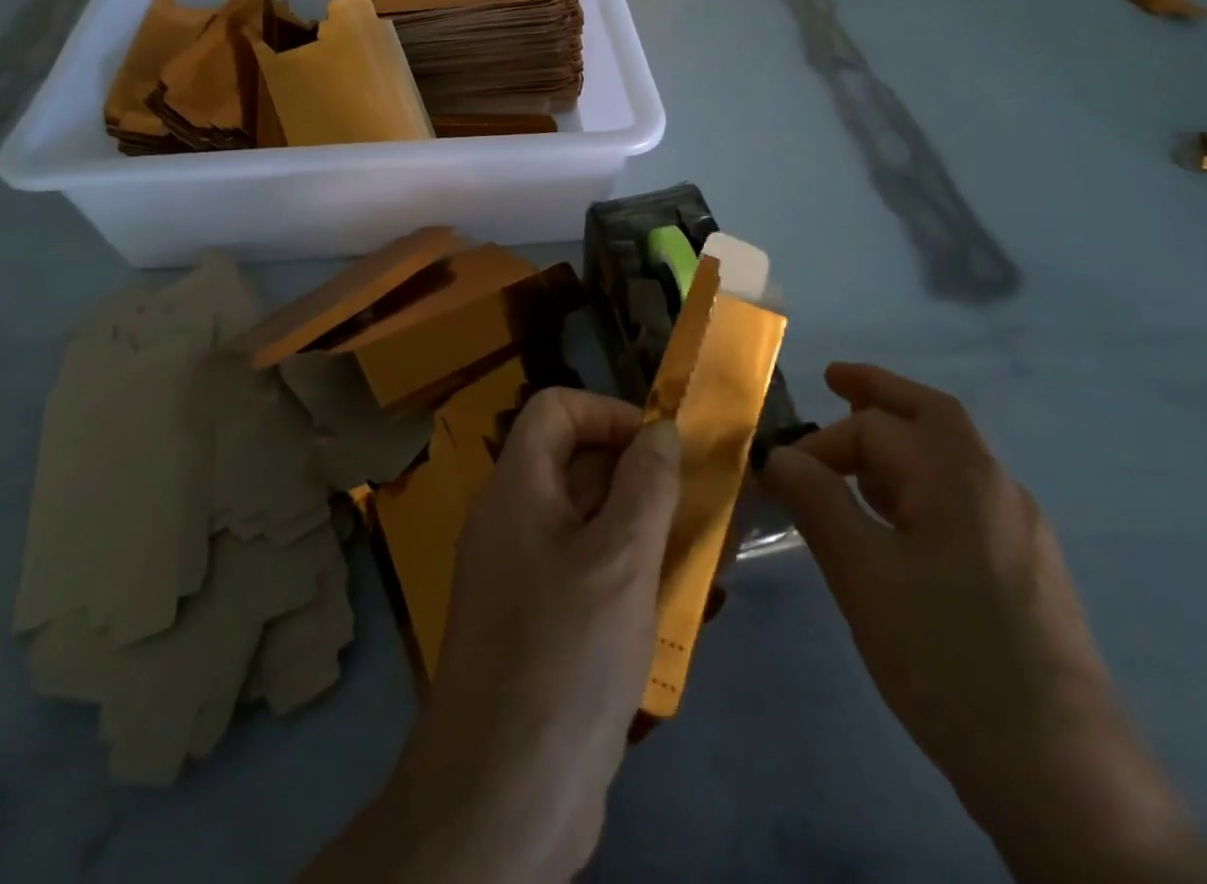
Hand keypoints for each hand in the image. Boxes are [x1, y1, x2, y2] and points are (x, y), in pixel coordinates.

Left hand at [303, 389, 680, 882]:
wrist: (502, 798)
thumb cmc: (564, 656)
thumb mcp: (621, 559)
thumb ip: (646, 484)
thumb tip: (660, 430)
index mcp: (517, 489)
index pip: (556, 409)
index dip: (609, 414)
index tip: (660, 451)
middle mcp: (513, 520)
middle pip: (576, 464)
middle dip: (640, 477)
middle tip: (700, 506)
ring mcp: (521, 574)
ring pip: (588, 524)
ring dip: (644, 530)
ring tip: (705, 557)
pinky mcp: (537, 624)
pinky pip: (585, 573)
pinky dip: (628, 576)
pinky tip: (677, 608)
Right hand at [762, 363, 1206, 883]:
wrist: (1064, 777)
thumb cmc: (948, 658)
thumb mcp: (864, 576)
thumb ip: (818, 503)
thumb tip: (779, 454)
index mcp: (959, 476)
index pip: (874, 429)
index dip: (819, 443)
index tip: (777, 476)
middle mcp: (996, 487)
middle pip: (932, 415)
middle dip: (879, 391)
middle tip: (833, 379)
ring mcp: (1019, 529)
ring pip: (950, 457)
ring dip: (899, 439)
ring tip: (852, 453)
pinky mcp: (1025, 570)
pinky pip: (962, 497)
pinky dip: (919, 480)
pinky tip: (893, 518)